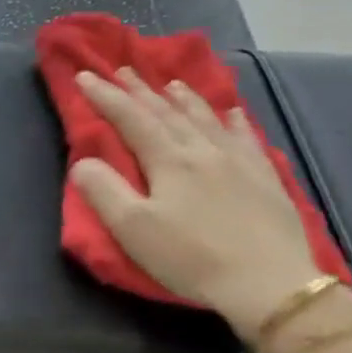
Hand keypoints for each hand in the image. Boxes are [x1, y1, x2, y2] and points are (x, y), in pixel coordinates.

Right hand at [71, 68, 321, 340]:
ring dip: (184, 99)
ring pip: (206, 119)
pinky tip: (231, 113)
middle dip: (141, 91)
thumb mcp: (133, 229)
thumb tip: (82, 162)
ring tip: (171, 84)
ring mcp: (238, 162)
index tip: (85, 75)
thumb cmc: (191, 257)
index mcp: (169, 161)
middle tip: (123, 69)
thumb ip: (104, 191)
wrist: (268, 282)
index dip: (106, 97)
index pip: (131, 119)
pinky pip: (245, 138)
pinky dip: (232, 121)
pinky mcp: (264, 178)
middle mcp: (203, 150)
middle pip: (167, 113)